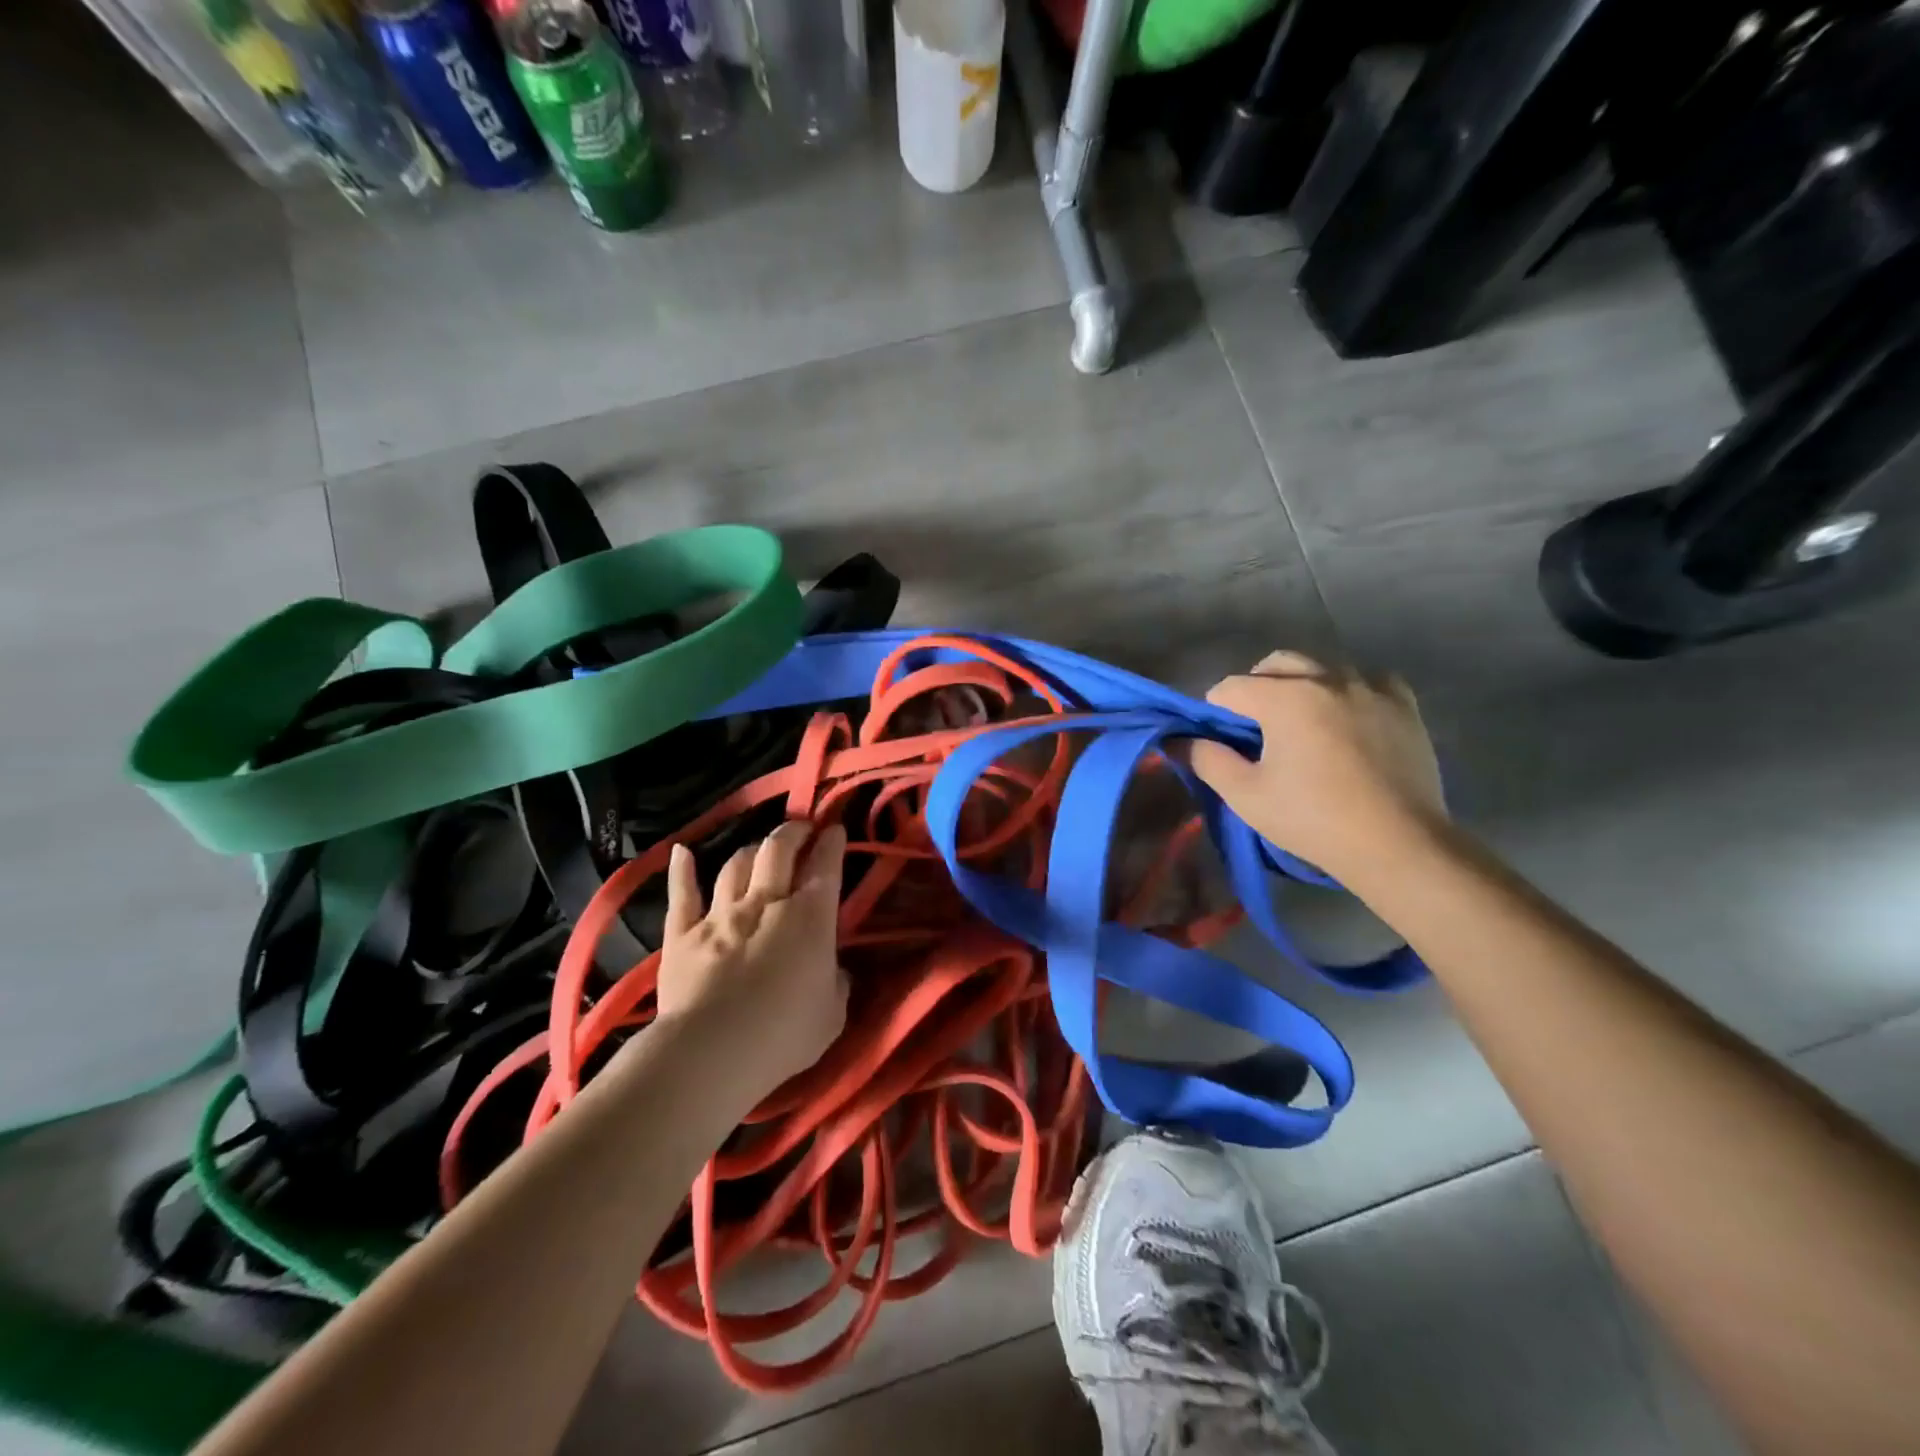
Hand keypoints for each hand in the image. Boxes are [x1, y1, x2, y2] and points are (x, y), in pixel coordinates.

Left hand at [653, 821, 849, 1098]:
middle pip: (777, 850)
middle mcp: (765, 903)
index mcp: (810, 918)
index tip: (836, 829)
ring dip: (750, 851)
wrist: (710, 1053)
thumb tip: (834, 972)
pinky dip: (682, 871)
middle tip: (801, 830)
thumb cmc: (783, 1035)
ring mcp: (720, 915)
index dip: (832, 843)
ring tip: (759, 850)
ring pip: (735, 865)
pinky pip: (683, 895)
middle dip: (792, 832)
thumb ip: (836, 984)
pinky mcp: (681, 936)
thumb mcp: (832, 1015)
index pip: (825, 866)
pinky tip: (681, 852)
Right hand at [1185, 651, 1446, 882]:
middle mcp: (1327, 679)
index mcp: (1285, 698)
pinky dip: (1349, 690)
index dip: (1216, 711)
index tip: (1221, 740)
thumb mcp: (1246, 795)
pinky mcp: (1403, 705)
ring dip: (1301, 686)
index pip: (1232, 687)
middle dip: (1256, 687)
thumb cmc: (1312, 820)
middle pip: (1277, 664)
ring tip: (1301, 723)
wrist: (1398, 844)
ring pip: (1322, 667)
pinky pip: (1368, 680)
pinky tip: (1347, 718)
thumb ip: (1206, 760)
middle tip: (1256, 727)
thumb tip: (1177, 740)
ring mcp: (1371, 688)